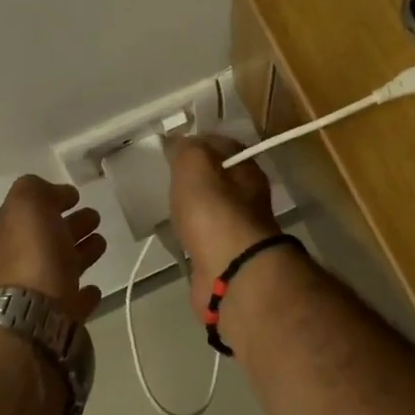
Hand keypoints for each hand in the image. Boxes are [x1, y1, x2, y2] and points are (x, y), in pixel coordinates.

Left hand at [0, 176, 105, 321]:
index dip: (48, 201)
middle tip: (95, 216)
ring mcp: (30, 300)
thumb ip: (34, 189)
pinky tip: (93, 288)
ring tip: (102, 243)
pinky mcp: (51, 324)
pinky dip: (81, 293)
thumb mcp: (26, 205)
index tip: (75, 196)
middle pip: (42, 241)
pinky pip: (68, 303)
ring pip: (58, 269)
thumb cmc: (30, 258)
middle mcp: (8, 270)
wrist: (34, 324)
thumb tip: (52, 194)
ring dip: (79, 254)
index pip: (22, 215)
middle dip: (68, 226)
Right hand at [168, 136, 281, 311]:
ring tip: (166, 204)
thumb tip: (180, 141)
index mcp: (246, 168)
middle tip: (166, 176)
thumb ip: (186, 148)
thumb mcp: (195, 165)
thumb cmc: (213, 211)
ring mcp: (237, 228)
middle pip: (217, 178)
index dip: (197, 141)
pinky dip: (190, 234)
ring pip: (210, 208)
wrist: (230, 272)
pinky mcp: (224, 255)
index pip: (221, 144)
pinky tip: (174, 234)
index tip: (172, 146)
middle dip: (193, 176)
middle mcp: (248, 196)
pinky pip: (203, 236)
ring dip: (192, 206)